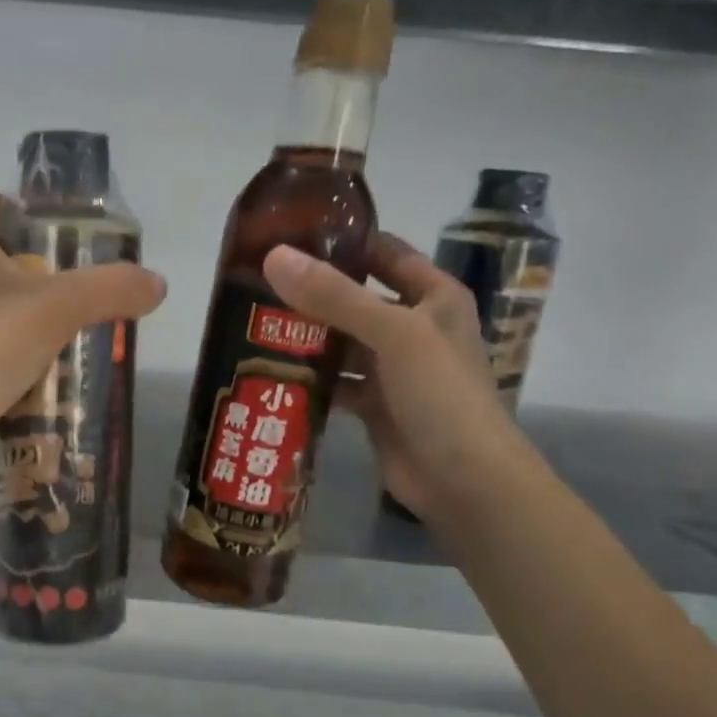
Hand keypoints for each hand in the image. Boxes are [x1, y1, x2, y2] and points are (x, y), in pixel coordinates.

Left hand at [0, 187, 165, 481]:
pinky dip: (12, 358)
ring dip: (26, 318)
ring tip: (71, 334)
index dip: (19, 206)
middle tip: (79, 288)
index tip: (60, 231)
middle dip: (36, 269)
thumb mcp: (60, 308)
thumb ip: (111, 289)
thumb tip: (157, 284)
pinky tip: (46, 376)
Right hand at [262, 234, 528, 519]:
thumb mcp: (393, 334)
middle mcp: (413, 327)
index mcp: (432, 297)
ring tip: (253, 327)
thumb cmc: (440, 395)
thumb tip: (274, 256)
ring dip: (305, 339)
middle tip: (254, 285)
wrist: (464, 480)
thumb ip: (335, 297)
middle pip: (355, 300)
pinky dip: (311, 380)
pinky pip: (336, 382)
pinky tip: (272, 375)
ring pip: (341, 344)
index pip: (384, 254)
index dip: (343, 242)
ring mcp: (393, 369)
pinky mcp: (375, 405)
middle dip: (310, 294)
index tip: (288, 235)